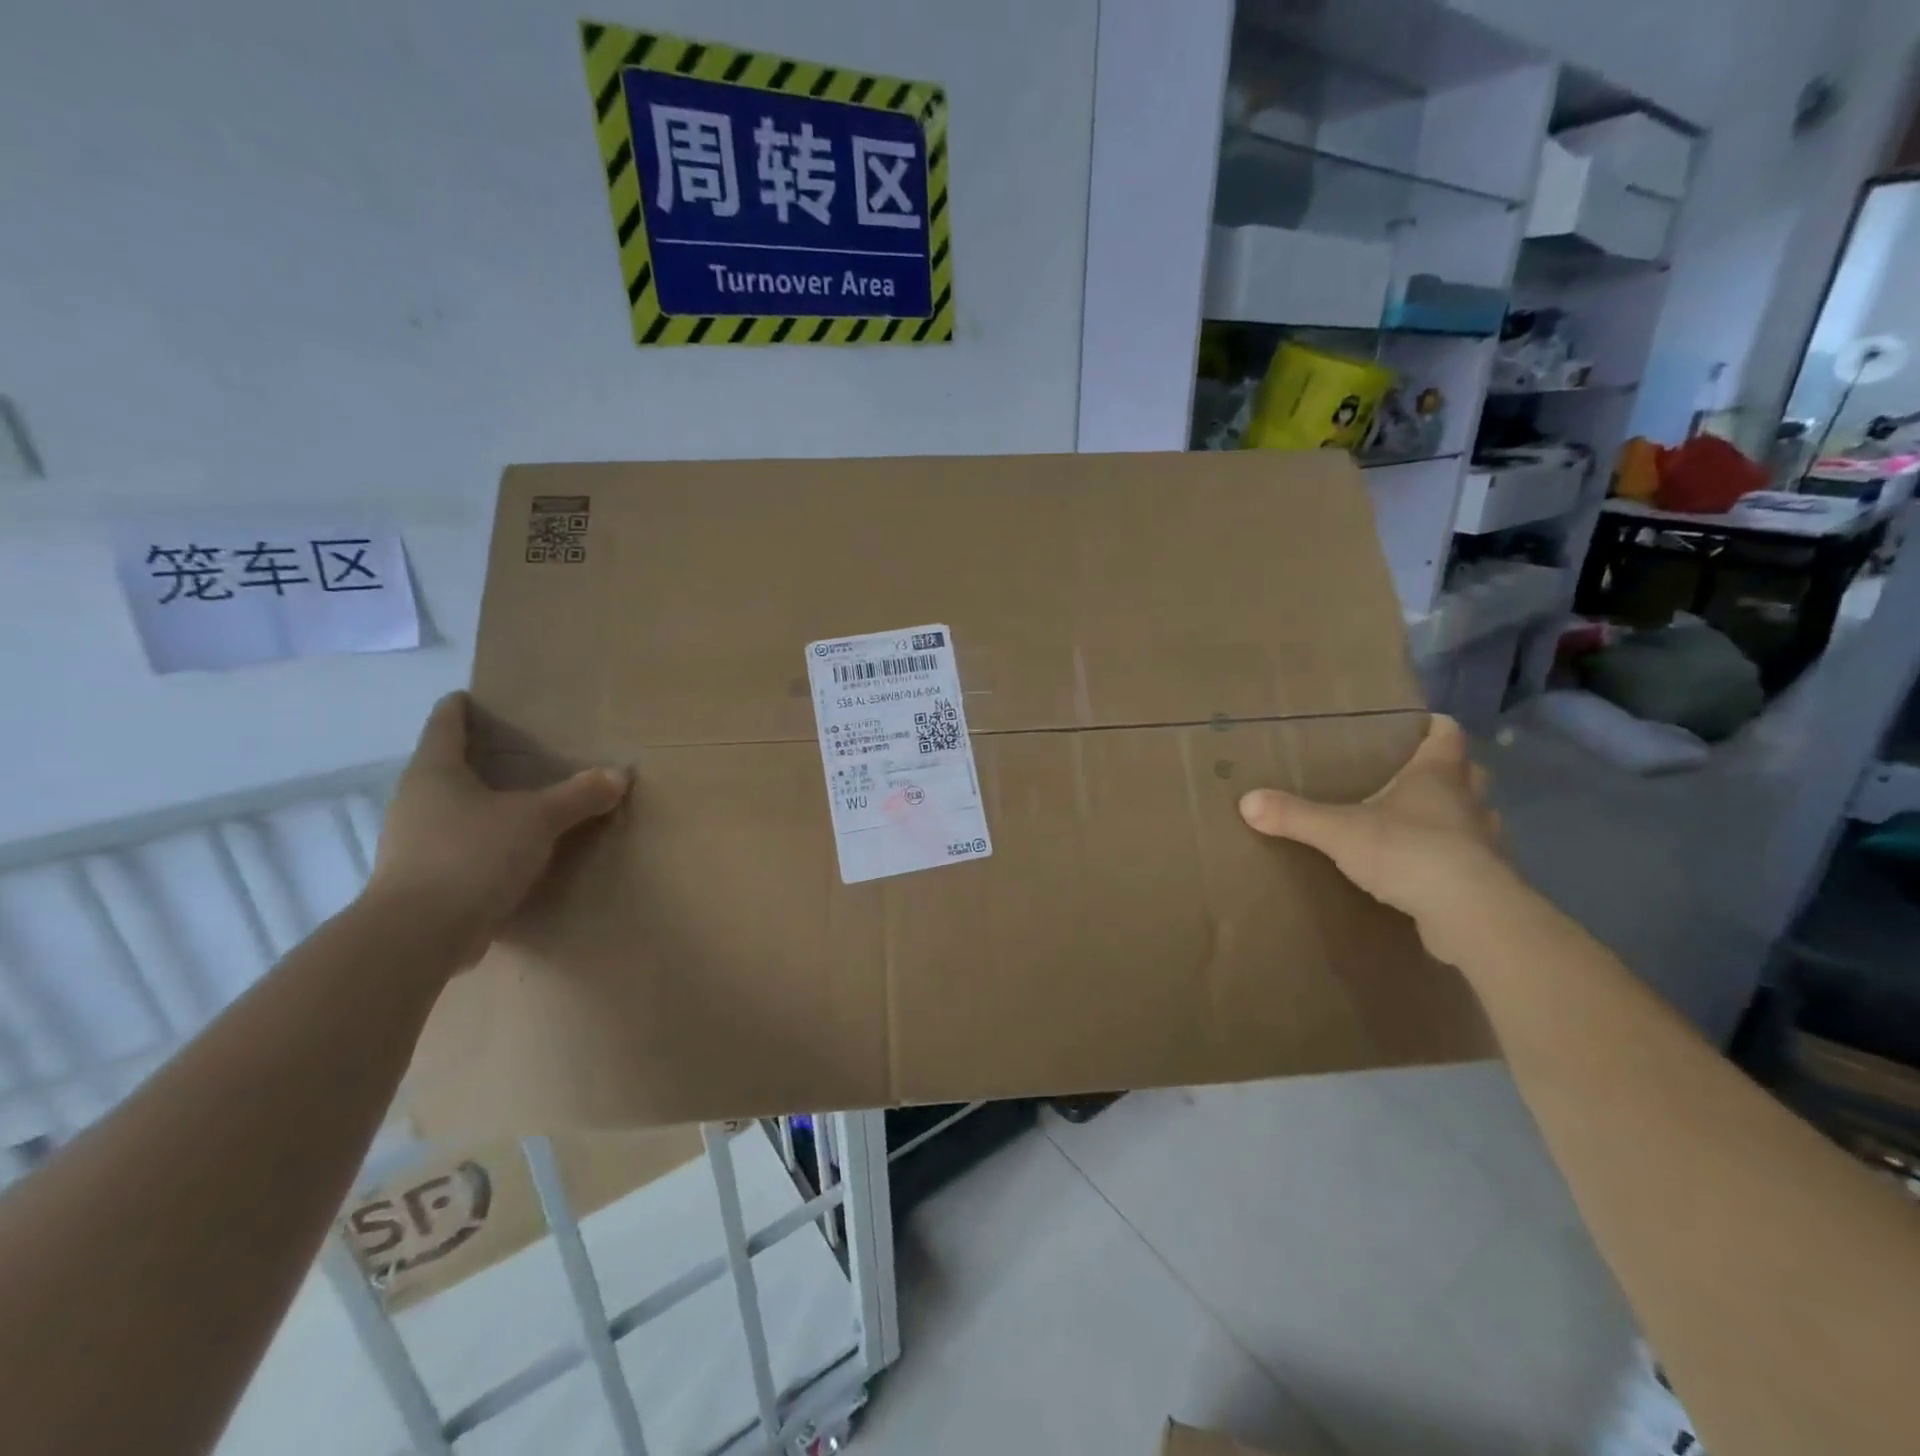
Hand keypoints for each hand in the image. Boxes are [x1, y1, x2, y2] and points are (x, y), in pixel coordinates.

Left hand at [365, 692, 630, 966]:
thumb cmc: (472, 856)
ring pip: (450, 811)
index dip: (459, 708)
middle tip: (515, 752)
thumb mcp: (537, 820)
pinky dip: (481, 843)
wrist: (418, 936)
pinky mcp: (421, 881)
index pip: (444, 725)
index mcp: (435, 772)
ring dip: (479, 805)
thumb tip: (621, 774)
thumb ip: (579, 795)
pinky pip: (456, 848)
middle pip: (444, 768)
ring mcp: (411, 844)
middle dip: (476, 759)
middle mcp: (415, 801)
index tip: (470, 697)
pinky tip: (509, 853)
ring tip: (519, 803)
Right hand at [1238, 715, 1508, 933]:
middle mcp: (1468, 802)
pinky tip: (1429, 869)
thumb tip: (1246, 802)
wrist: (1468, 913)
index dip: (1436, 726)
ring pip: (1476, 816)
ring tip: (1423, 822)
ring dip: (1457, 815)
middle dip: (1448, 770)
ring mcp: (1484, 842)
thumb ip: (1294, 815)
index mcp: (1436, 776)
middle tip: (1415, 774)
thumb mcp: (1338, 831)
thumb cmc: (1407, 852)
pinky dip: (1454, 857)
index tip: (1421, 723)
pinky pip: (1472, 858)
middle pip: (1469, 773)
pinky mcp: (1486, 880)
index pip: (1448, 735)